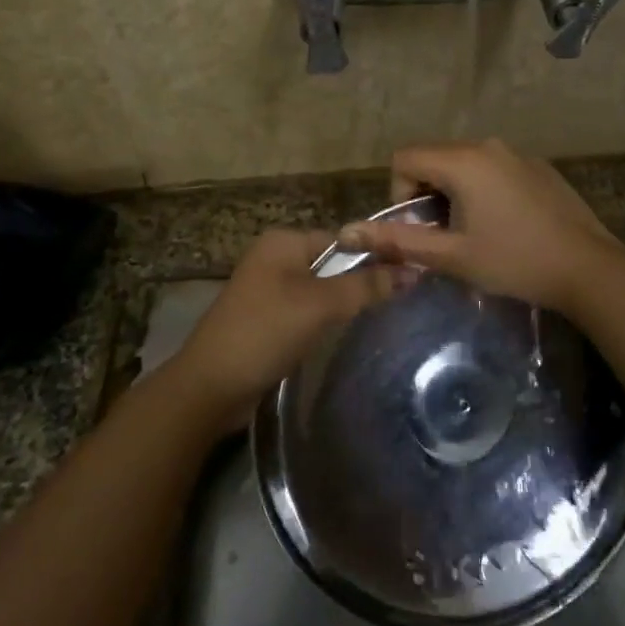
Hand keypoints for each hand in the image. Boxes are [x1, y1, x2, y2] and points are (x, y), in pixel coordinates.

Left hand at [171, 229, 392, 420]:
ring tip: (382, 317)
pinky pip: (307, 310)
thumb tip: (414, 270)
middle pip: (333, 263)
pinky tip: (346, 335)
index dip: (376, 256)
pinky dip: (326, 320)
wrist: (210, 386)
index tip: (410, 276)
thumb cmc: (265, 332)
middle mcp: (275, 257)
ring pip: (321, 289)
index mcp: (283, 241)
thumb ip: (366, 286)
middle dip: (362, 281)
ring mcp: (269, 288)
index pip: (344, 239)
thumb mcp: (320, 305)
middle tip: (401, 300)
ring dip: (345, 304)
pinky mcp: (268, 318)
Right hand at [338, 138, 624, 315]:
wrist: (589, 269)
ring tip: (475, 234)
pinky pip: (492, 169)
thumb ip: (397, 241)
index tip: (421, 229)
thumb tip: (346, 232)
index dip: (400, 195)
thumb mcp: (452, 255)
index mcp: (463, 160)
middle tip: (446, 237)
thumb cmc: (514, 261)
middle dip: (427, 196)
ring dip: (454, 195)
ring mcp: (516, 153)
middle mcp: (487, 145)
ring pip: (463, 165)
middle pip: (433, 159)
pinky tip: (506, 226)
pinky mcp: (537, 166)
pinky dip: (483, 191)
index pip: (404, 158)